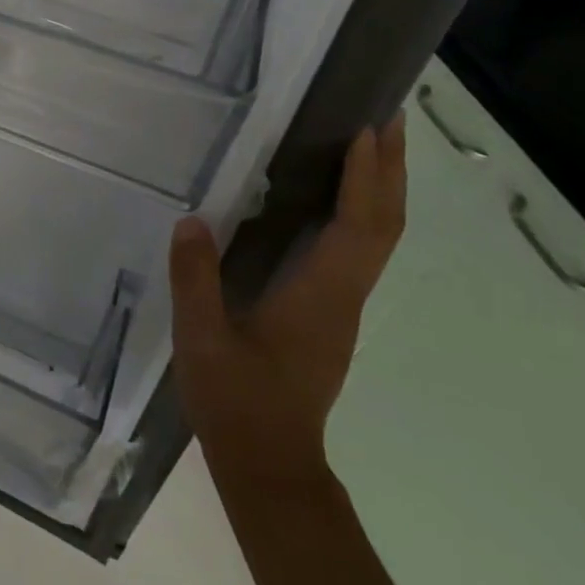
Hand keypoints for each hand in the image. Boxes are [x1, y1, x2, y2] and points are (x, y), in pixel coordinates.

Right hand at [170, 119, 405, 488]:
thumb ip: (196, 280)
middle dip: (391, 172)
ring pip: (376, 238)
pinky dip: (359, 213)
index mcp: (320, 297)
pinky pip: (356, 251)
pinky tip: (333, 198)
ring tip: (369, 145)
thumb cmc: (238, 403)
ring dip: (380, 189)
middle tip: (389, 119)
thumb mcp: (203, 340)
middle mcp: (344, 296)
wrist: (270, 465)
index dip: (368, 179)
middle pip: (384, 227)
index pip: (359, 228)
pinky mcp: (328, 313)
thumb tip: (192, 220)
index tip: (370, 131)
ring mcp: (341, 307)